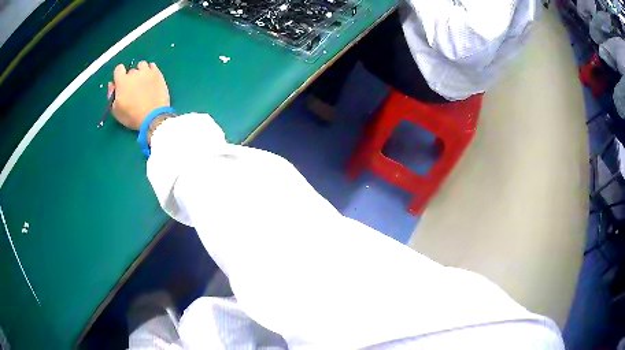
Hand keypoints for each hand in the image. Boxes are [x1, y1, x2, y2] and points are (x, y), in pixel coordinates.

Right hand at [108, 61, 169, 129]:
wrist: (153, 116)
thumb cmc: (131, 115)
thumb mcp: (116, 110)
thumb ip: (111, 95)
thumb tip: (112, 84)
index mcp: (122, 81)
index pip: (118, 69)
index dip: (119, 76)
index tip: (121, 84)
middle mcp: (134, 73)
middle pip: (131, 71)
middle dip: (131, 78)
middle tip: (134, 90)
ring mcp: (147, 71)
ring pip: (142, 65)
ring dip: (141, 71)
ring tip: (143, 83)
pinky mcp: (158, 73)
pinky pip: (152, 66)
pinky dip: (150, 71)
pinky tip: (151, 79)